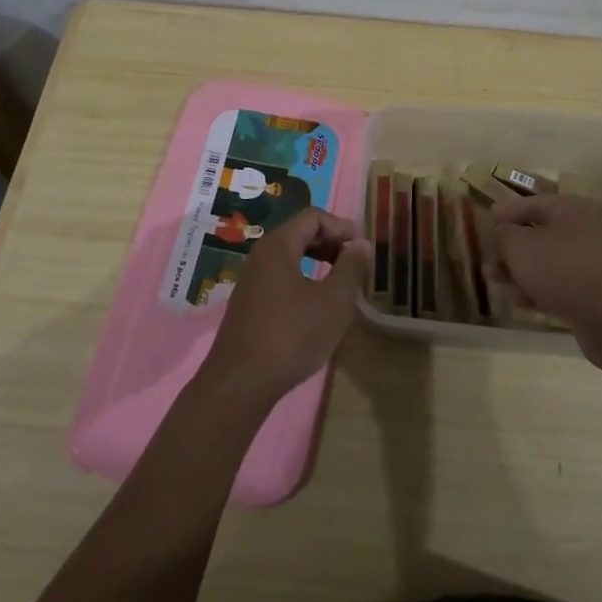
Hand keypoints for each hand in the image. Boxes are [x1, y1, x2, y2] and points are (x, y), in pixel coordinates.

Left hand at [198, 208, 370, 409]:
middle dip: (330, 243)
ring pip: (289, 257)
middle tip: (354, 262)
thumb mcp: (333, 302)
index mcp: (278, 246)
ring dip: (317, 262)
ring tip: (340, 283)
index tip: (362, 246)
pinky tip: (315, 306)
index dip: (341, 226)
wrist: (240, 384)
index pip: (312, 217)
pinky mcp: (248, 305)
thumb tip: (361, 243)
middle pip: (299, 234)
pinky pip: (280, 278)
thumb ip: (350, 268)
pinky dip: (302, 280)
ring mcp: (251, 281)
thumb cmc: (291, 336)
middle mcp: (260, 256)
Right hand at [489, 194, 601, 361]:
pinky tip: (521, 302)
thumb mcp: (520, 246)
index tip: (487, 217)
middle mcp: (585, 229)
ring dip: (521, 271)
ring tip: (497, 282)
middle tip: (489, 257)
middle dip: (510, 248)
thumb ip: (505, 234)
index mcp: (571, 208)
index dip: (507, 210)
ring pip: (547, 261)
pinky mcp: (594, 291)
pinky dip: (539, 289)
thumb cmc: (561, 269)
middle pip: (539, 233)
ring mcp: (592, 261)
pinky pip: (560, 284)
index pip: (532, 203)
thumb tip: (505, 232)